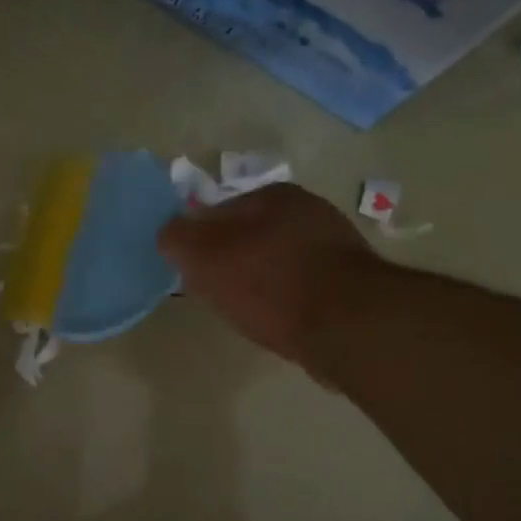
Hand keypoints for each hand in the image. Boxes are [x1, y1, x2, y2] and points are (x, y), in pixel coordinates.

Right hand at [157, 184, 379, 367]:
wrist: (345, 326)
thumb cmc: (268, 283)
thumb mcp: (204, 256)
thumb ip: (177, 238)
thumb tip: (169, 234)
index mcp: (273, 194)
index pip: (218, 212)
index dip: (198, 242)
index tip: (192, 272)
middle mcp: (309, 209)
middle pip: (249, 235)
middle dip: (231, 260)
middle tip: (217, 293)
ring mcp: (335, 244)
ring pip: (278, 260)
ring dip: (261, 281)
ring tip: (250, 312)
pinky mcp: (351, 281)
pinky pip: (303, 284)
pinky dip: (287, 299)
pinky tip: (282, 321)